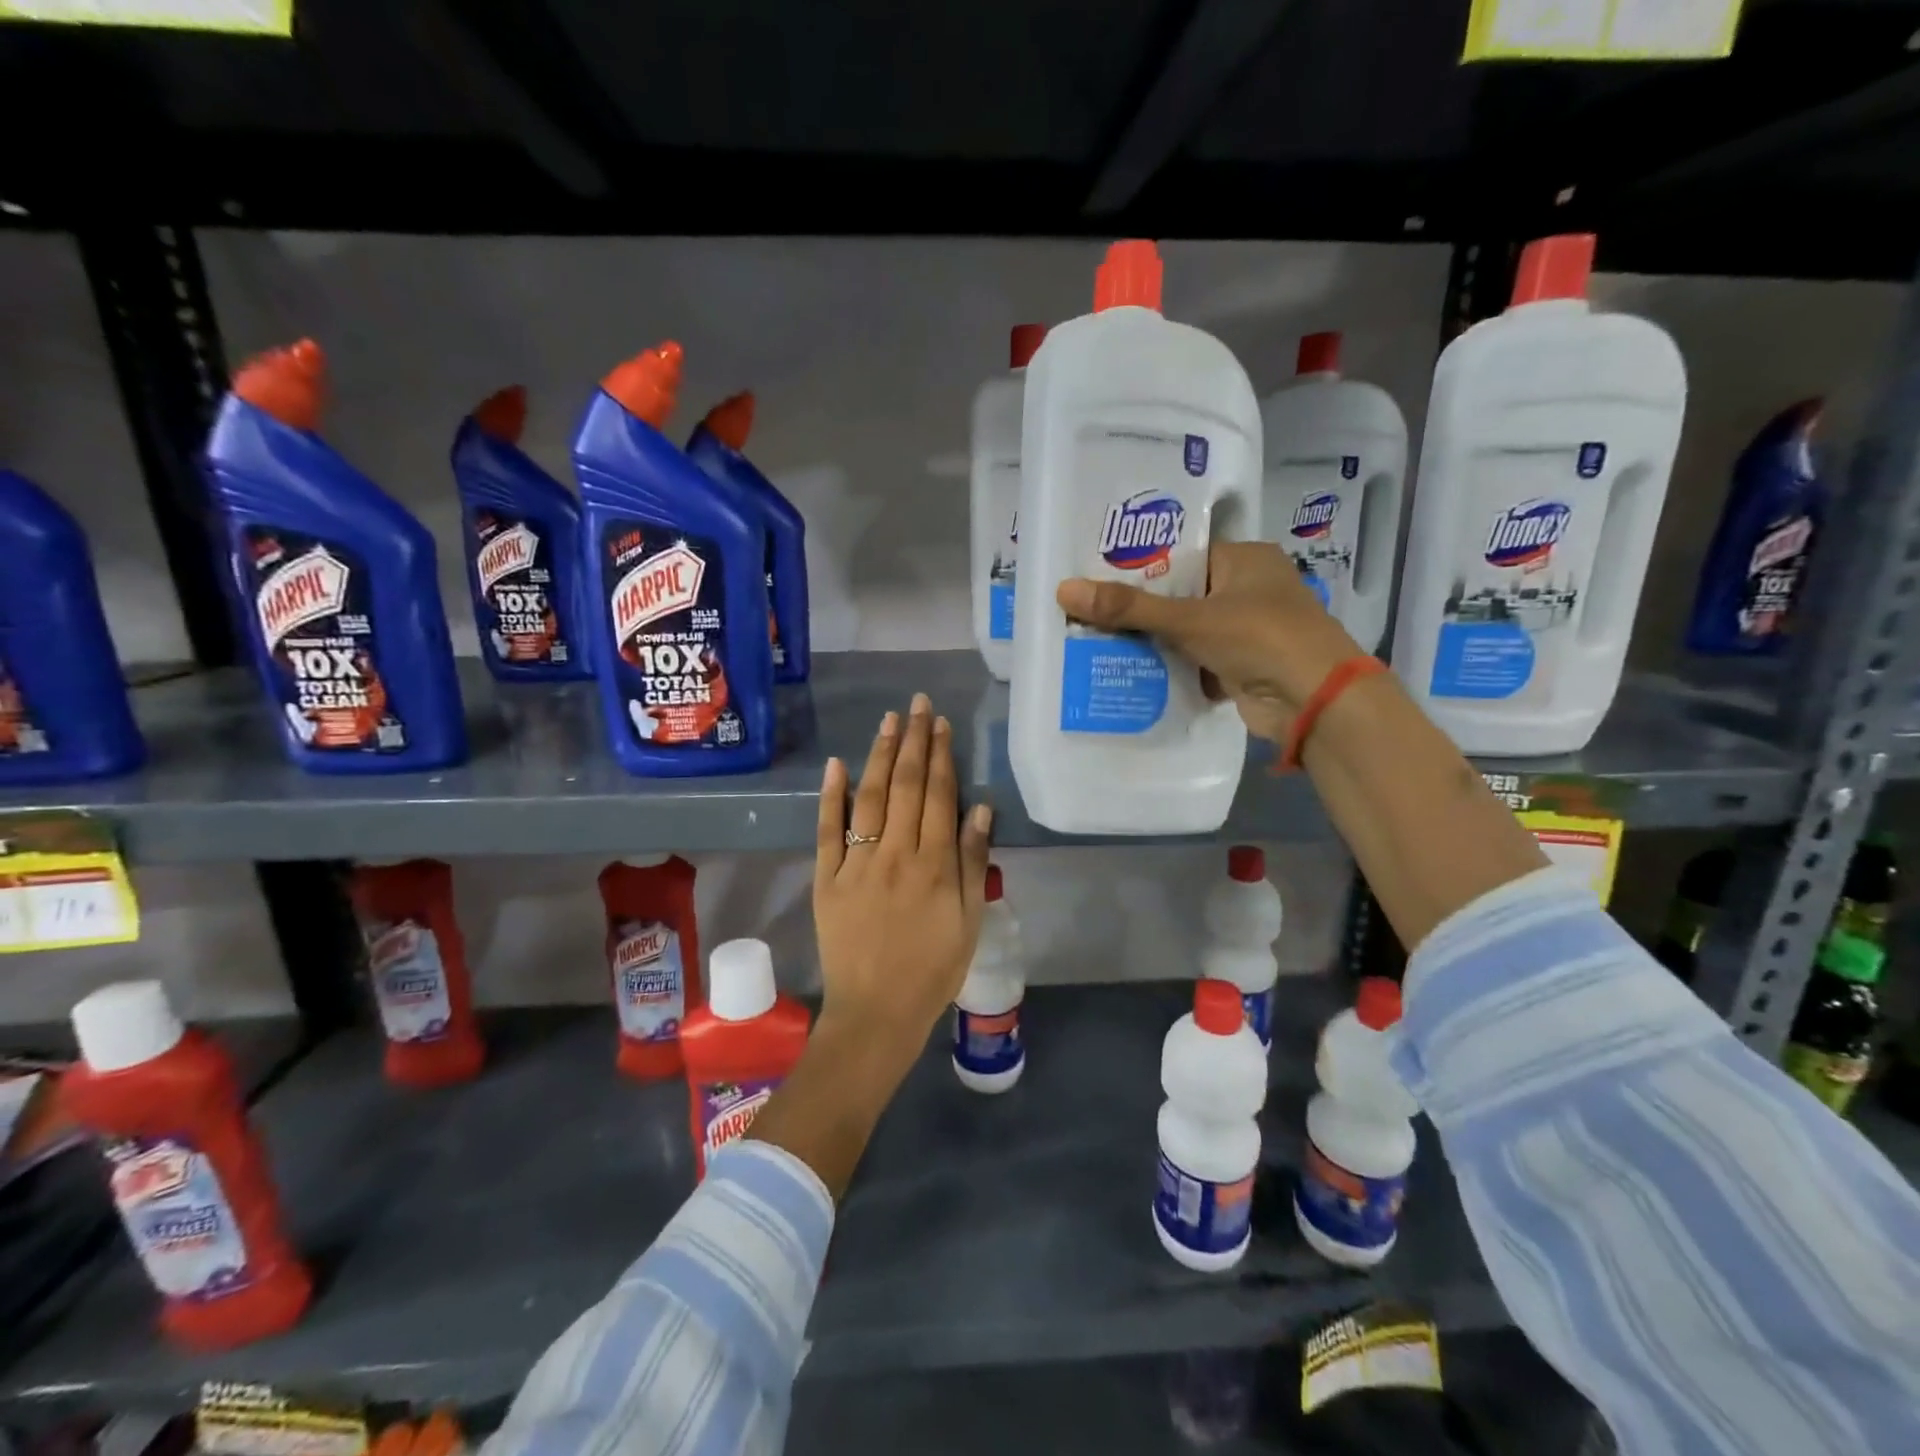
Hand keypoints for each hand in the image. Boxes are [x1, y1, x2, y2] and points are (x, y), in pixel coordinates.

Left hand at [814, 693, 993, 1076]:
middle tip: (916, 705)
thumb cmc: (933, 968)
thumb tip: (979, 806)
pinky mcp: (827, 879)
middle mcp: (896, 854)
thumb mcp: (970, 920)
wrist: (877, 1011)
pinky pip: (827, 831)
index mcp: (935, 864)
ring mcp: (857, 864)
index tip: (940, 724)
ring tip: (888, 720)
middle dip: (912, 741)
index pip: (939, 796)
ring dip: (880, 755)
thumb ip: (974, 861)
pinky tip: (838, 763)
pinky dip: (831, 796)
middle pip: (906, 786)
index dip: (940, 756)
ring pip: (870, 798)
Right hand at [1057, 541, 1365, 741]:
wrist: (1314, 701)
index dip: (1140, 567)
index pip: (1182, 556)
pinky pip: (1193, 661)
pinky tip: (1127, 670)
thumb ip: (1129, 608)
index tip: (1096, 577)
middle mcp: (1247, 590)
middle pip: (1180, 596)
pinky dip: (1169, 668)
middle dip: (1140, 610)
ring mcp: (1246, 632)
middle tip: (1087, 611)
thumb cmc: (1260, 638)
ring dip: (1151, 641)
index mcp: (1245, 560)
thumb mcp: (1189, 619)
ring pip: (1185, 631)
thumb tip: (1064, 590)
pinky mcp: (1240, 667)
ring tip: (1095, 640)